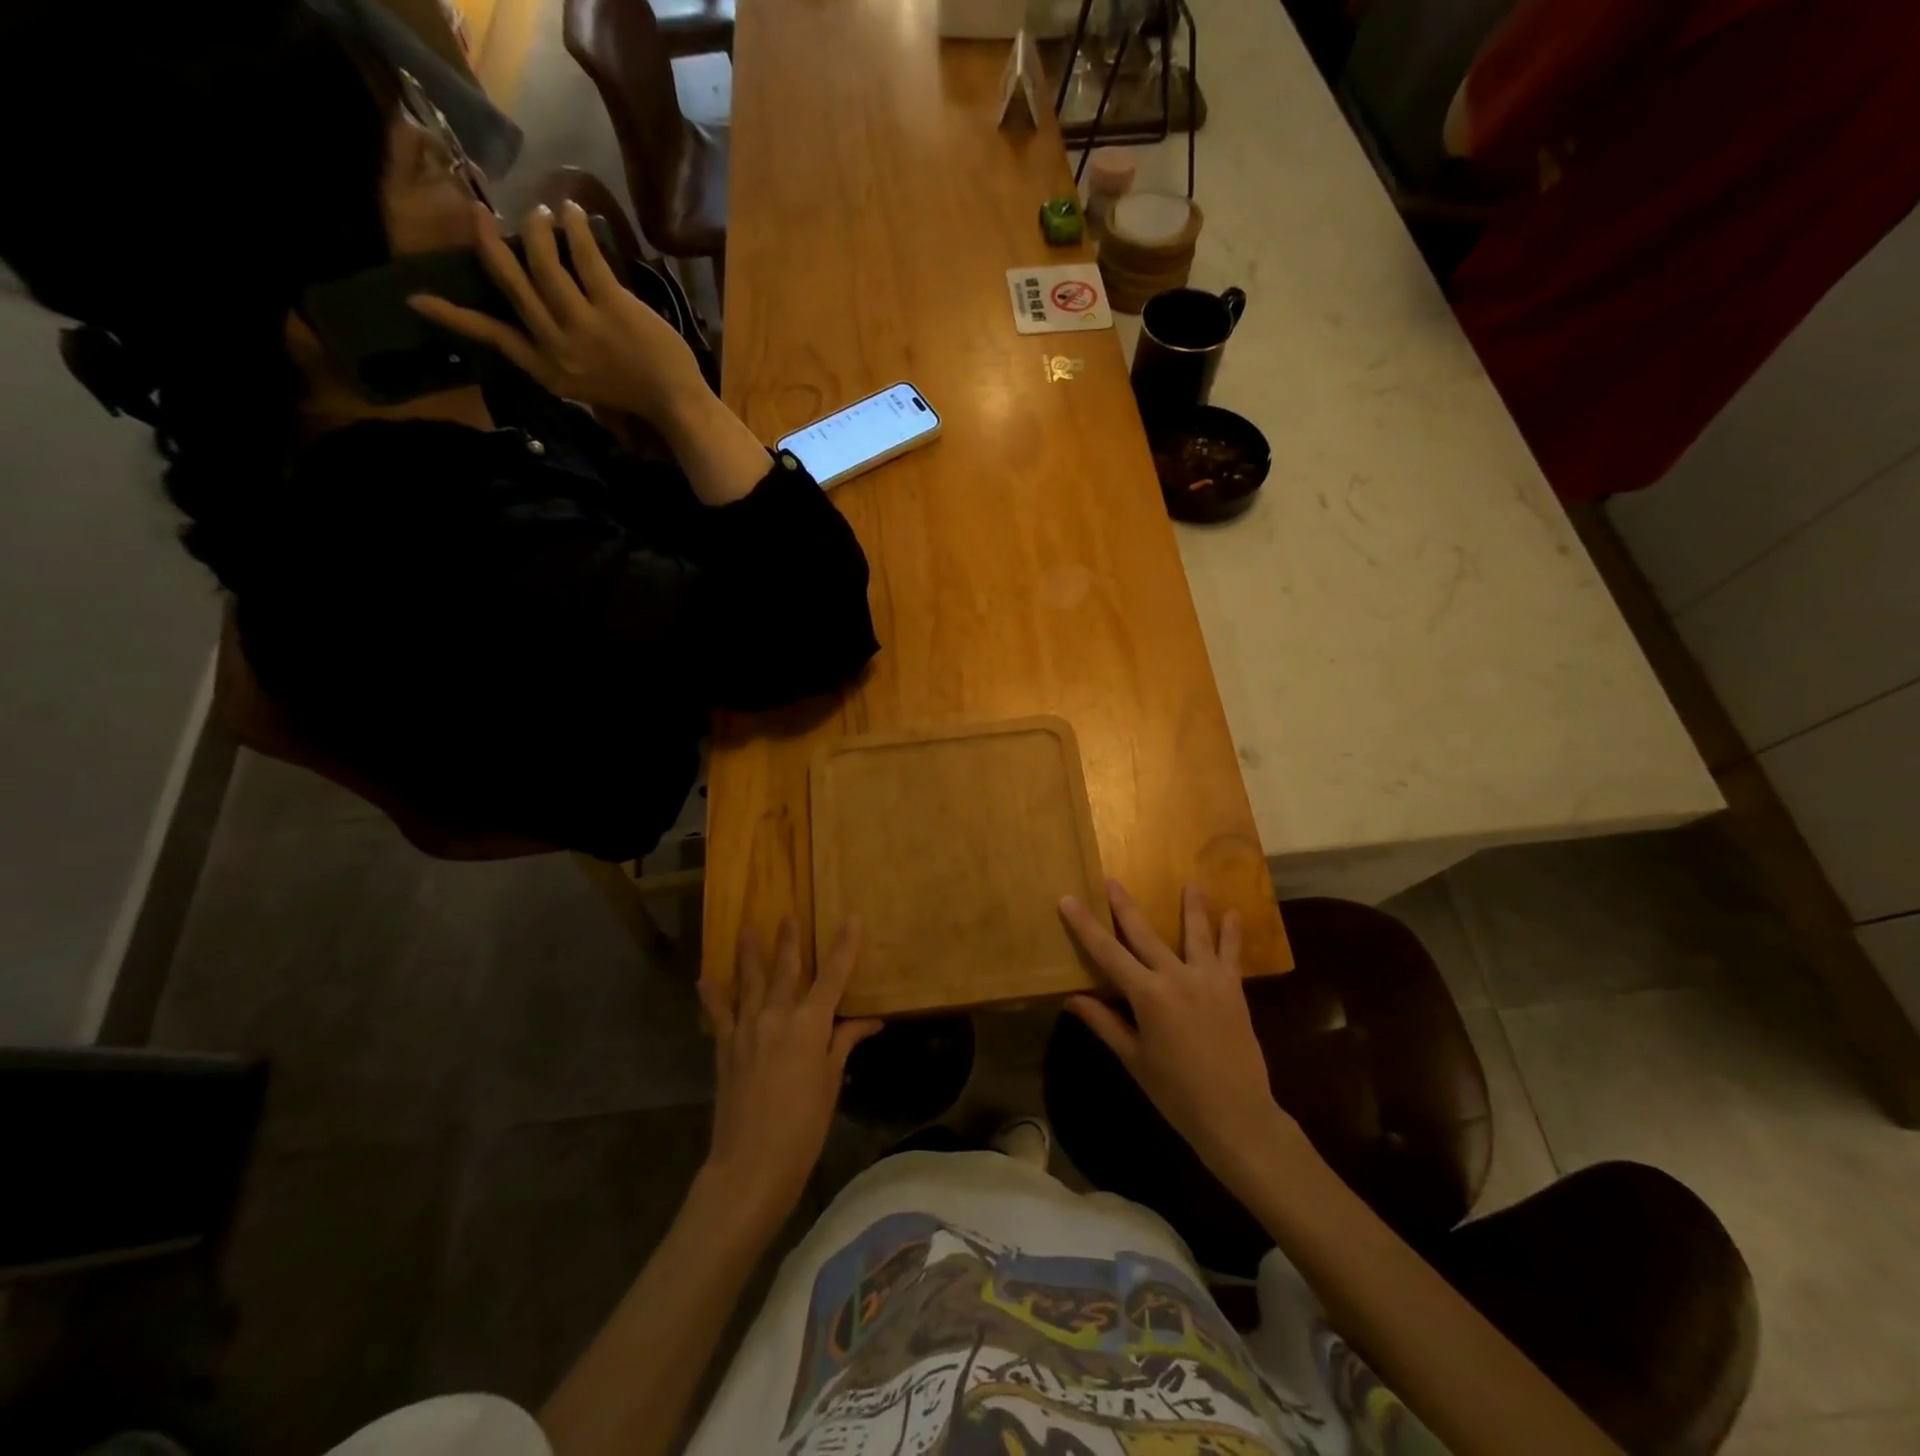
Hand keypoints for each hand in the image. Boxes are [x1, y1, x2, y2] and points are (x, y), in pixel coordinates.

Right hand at [410, 200, 707, 424]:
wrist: (676, 404)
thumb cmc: (634, 393)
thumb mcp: (583, 385)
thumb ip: (556, 355)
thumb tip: (535, 313)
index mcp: (547, 371)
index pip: (493, 337)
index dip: (455, 317)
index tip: (415, 298)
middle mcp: (558, 347)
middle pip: (513, 285)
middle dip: (491, 244)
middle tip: (480, 213)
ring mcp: (585, 326)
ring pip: (545, 264)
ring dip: (540, 230)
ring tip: (543, 213)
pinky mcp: (614, 308)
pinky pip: (586, 257)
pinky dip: (576, 228)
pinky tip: (572, 210)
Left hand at [697, 916, 882, 1228]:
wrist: (750, 1166)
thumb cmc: (803, 1128)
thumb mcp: (830, 1084)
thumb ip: (844, 1044)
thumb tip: (869, 1021)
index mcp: (809, 1025)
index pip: (832, 976)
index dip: (844, 946)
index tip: (853, 918)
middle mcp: (776, 1017)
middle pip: (786, 970)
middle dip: (790, 941)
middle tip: (789, 915)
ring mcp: (746, 1030)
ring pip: (749, 982)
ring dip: (750, 953)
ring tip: (747, 927)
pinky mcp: (725, 1048)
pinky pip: (718, 1014)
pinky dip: (712, 995)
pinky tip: (705, 978)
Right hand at [1060, 881, 1302, 1180]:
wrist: (1237, 1115)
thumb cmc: (1176, 1093)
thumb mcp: (1134, 1059)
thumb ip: (1105, 1023)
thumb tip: (1072, 999)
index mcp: (1147, 995)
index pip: (1107, 952)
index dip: (1085, 925)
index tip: (1068, 899)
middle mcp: (1176, 977)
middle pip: (1145, 934)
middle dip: (1126, 906)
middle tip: (1112, 880)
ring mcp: (1209, 980)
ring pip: (1196, 935)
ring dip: (1193, 907)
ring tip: (1192, 883)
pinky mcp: (1233, 991)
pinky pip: (1232, 955)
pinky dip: (1232, 934)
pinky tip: (1235, 914)